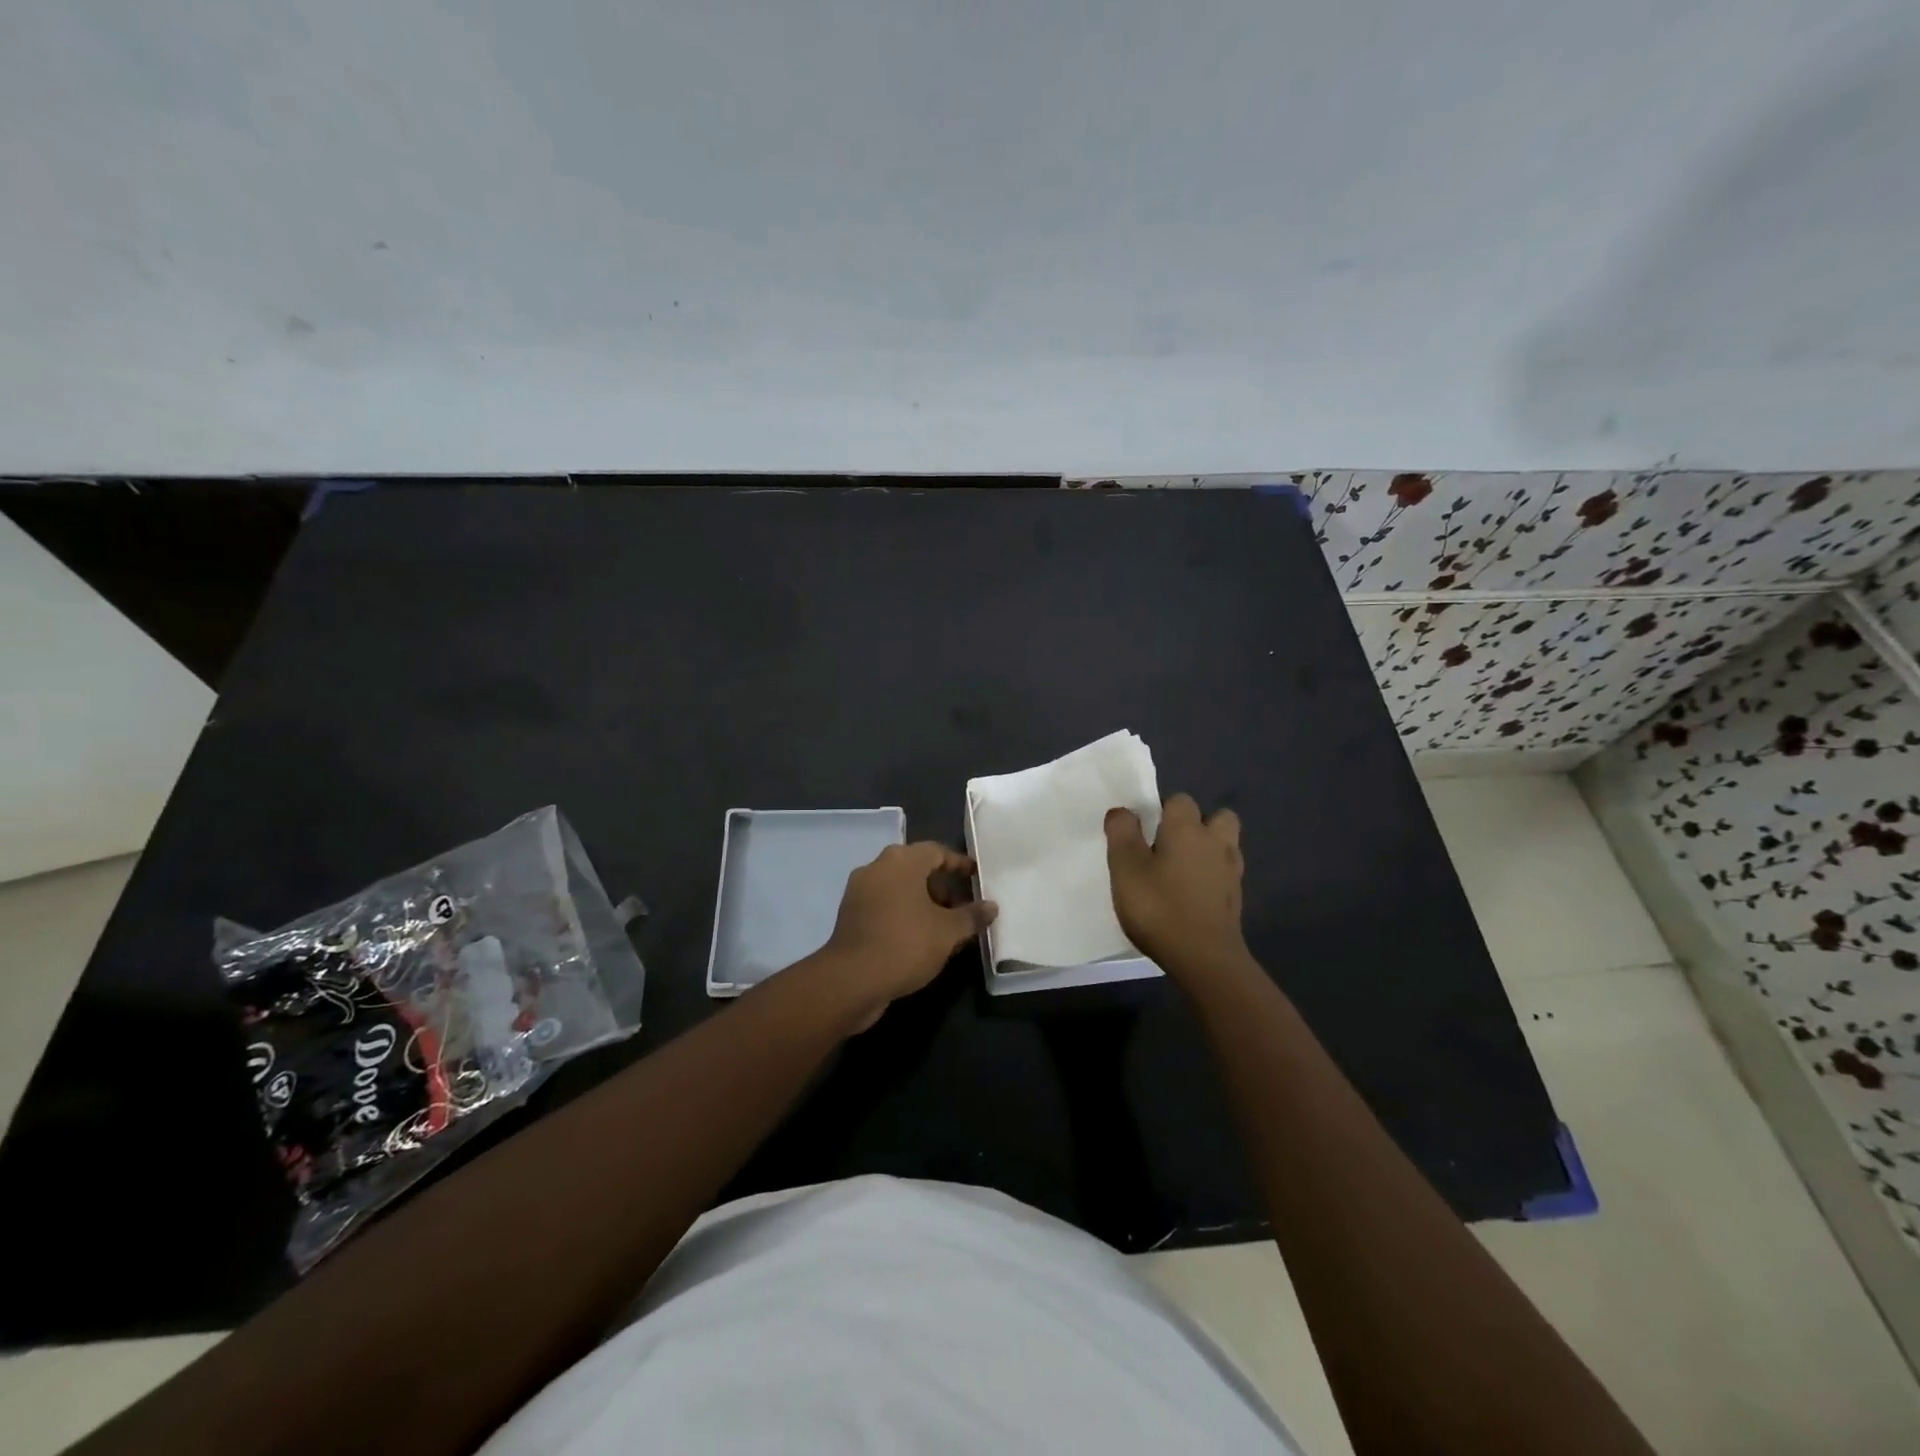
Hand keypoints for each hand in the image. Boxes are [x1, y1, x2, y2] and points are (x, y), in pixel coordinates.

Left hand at [818, 842, 996, 1025]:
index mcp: (901, 861)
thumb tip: (991, 906)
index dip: (959, 864)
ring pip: (899, 888)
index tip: (976, 878)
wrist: (851, 981)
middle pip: (916, 868)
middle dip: (942, 887)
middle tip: (963, 907)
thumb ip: (972, 916)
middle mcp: (877, 868)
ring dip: (923, 902)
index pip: (936, 851)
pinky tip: (920, 938)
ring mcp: (859, 892)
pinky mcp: (851, 916)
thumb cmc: (905, 944)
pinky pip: (885, 905)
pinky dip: (904, 914)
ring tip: (945, 927)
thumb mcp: (948, 932)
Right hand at [1105, 794, 1246, 976]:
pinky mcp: (1236, 897)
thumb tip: (1122, 811)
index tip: (1143, 832)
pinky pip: (1225, 872)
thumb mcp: (1125, 868)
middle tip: (1168, 846)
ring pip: (1225, 844)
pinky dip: (1212, 875)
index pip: (1179, 800)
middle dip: (1196, 824)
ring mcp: (1231, 870)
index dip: (1161, 810)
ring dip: (1208, 848)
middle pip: (1215, 817)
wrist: (1204, 958)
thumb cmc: (1159, 907)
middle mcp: (1215, 841)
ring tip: (1181, 869)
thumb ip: (1121, 833)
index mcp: (1187, 828)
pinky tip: (1192, 893)